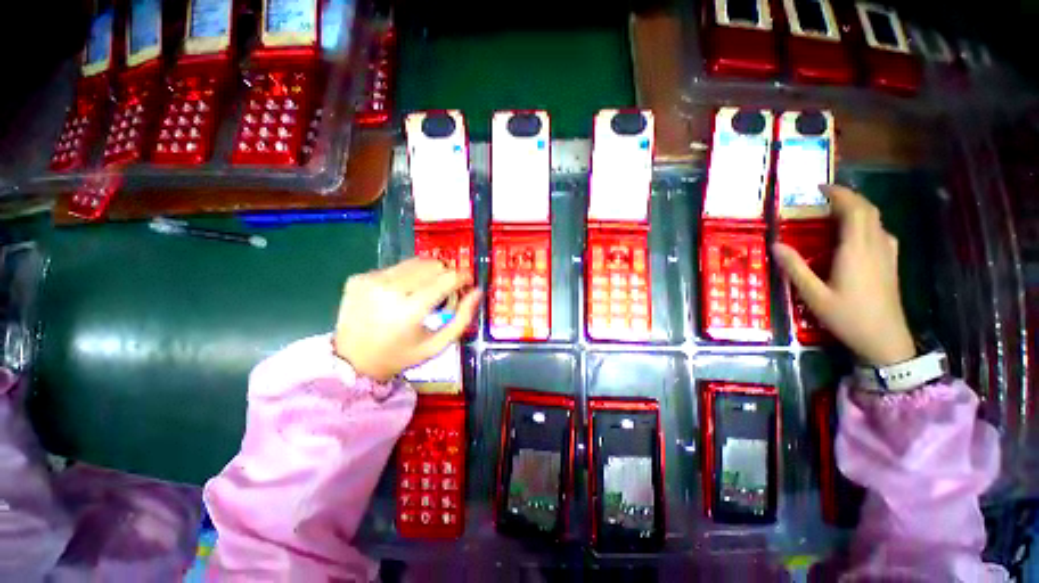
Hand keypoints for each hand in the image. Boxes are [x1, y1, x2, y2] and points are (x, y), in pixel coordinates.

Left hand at [333, 258, 481, 381]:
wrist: (352, 360)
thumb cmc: (401, 355)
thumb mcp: (438, 344)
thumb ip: (462, 318)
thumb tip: (477, 291)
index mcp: (410, 310)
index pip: (447, 278)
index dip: (463, 276)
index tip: (468, 281)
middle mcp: (389, 289)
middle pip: (432, 265)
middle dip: (446, 274)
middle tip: (446, 290)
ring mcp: (371, 280)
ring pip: (414, 262)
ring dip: (427, 273)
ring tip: (425, 291)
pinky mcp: (359, 277)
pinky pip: (395, 267)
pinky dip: (406, 276)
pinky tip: (401, 293)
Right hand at [772, 185, 915, 366]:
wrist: (885, 339)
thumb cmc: (847, 316)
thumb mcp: (814, 295)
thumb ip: (795, 268)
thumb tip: (775, 245)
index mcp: (856, 250)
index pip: (854, 209)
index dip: (839, 194)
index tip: (819, 188)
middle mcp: (875, 245)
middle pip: (868, 210)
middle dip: (848, 197)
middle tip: (824, 197)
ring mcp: (887, 253)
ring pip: (876, 219)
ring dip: (858, 209)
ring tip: (835, 212)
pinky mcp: (890, 262)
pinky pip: (880, 231)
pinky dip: (866, 223)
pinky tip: (855, 234)